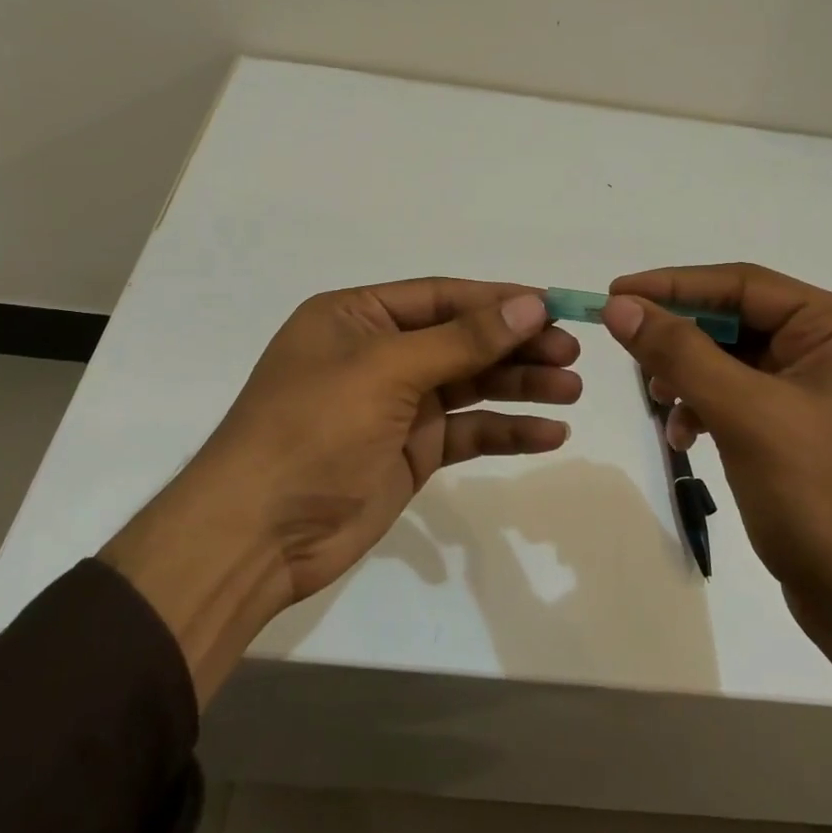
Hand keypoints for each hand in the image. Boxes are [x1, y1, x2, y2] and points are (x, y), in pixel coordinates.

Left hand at [193, 278, 578, 596]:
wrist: (259, 535)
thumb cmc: (313, 430)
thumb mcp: (385, 371)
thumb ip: (461, 339)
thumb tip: (530, 304)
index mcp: (356, 317)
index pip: (440, 297)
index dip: (498, 301)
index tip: (554, 307)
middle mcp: (378, 355)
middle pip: (462, 340)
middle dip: (516, 346)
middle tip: (571, 353)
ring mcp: (395, 406)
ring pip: (470, 386)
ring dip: (520, 387)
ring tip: (572, 389)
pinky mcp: (411, 452)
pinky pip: (467, 432)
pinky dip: (506, 431)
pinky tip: (550, 434)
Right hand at [603, 264, 831, 832]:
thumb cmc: (826, 498)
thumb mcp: (747, 415)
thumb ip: (680, 353)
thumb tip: (620, 305)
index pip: (744, 285)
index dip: (674, 285)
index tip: (615, 292)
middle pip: (737, 322)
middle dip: (681, 338)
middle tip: (628, 350)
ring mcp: (819, 396)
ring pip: (733, 363)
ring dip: (689, 377)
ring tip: (659, 403)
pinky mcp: (801, 436)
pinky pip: (740, 401)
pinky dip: (706, 410)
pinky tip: (684, 437)